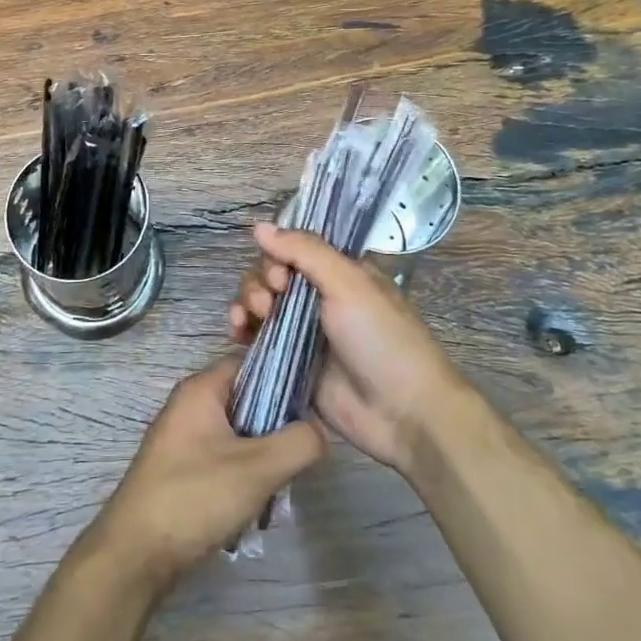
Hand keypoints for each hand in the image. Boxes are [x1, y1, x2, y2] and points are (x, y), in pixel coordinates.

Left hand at [90, 356, 325, 589]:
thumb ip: (298, 443)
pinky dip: (241, 470)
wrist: (136, 551)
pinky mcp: (180, 466)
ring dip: (260, 452)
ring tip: (281, 480)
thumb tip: (319, 430)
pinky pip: (221, 454)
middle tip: (301, 448)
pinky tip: (255, 500)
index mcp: (201, 389)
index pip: (249, 360)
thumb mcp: (258, 469)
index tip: (313, 399)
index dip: (283, 374)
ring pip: (236, 430)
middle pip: (245, 396)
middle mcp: (189, 404)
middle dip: (275, 421)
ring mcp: (181, 436)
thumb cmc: (195, 496)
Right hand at [229, 222, 467, 472]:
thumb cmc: (382, 339)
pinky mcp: (289, 361)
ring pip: (260, 302)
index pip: (294, 248)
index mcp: (340, 272)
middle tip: (270, 301)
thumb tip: (259, 226)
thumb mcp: (349, 284)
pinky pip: (256, 336)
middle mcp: (319, 296)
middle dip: (261, 281)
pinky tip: (238, 332)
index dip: (278, 254)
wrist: (403, 413)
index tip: (281, 274)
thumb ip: (304, 251)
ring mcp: (302, 330)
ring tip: (250, 318)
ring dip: (247, 302)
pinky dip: (243, 329)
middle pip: (271, 273)